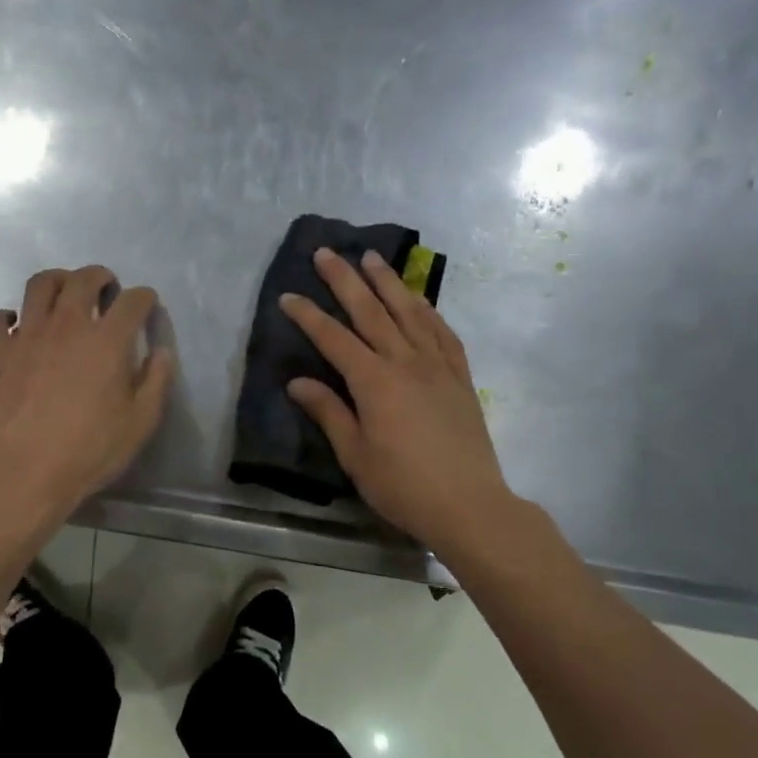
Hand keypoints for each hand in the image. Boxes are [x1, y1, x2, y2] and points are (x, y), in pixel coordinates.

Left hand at [0, 265, 173, 517]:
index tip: (146, 305)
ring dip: (56, 281)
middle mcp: (67, 325)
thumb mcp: (140, 423)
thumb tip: (162, 353)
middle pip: (83, 280)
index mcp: (107, 340)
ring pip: (39, 285)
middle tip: (104, 288)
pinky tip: (14, 327)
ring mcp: (25, 335)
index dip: (144, 298)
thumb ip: (156, 382)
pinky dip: (5, 317)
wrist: (22, 472)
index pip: (132, 301)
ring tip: (63, 293)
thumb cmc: (89, 451)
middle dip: (99, 277)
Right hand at [281, 248, 511, 551]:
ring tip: (372, 258)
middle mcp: (406, 362)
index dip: (309, 316)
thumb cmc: (403, 486)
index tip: (288, 295)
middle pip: (371, 312)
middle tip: (327, 252)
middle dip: (346, 280)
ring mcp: (438, 366)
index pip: (334, 339)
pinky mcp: (460, 377)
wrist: (468, 504)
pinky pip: (443, 333)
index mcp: (375, 382)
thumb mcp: (355, 455)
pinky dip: (428, 311)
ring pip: (410, 312)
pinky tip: (418, 300)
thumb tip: (297, 381)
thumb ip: (328, 412)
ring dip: (388, 282)